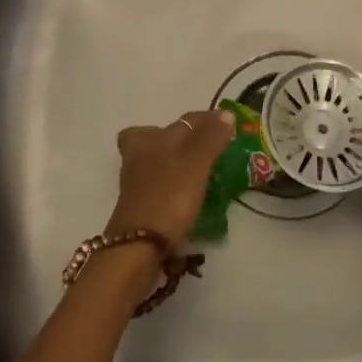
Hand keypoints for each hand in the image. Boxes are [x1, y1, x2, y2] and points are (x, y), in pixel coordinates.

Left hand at [108, 110, 234, 241]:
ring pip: (155, 162)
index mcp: (149, 139)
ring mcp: (136, 184)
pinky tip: (190, 195)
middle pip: (155, 137)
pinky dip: (174, 185)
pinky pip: (160, 185)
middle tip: (204, 146)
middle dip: (178, 138)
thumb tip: (225, 114)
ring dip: (175, 162)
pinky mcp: (140, 207)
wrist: (139, 247)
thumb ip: (210, 137)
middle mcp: (138, 156)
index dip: (204, 120)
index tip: (225, 125)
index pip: (182, 121)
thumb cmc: (169, 196)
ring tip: (202, 172)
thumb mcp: (196, 162)